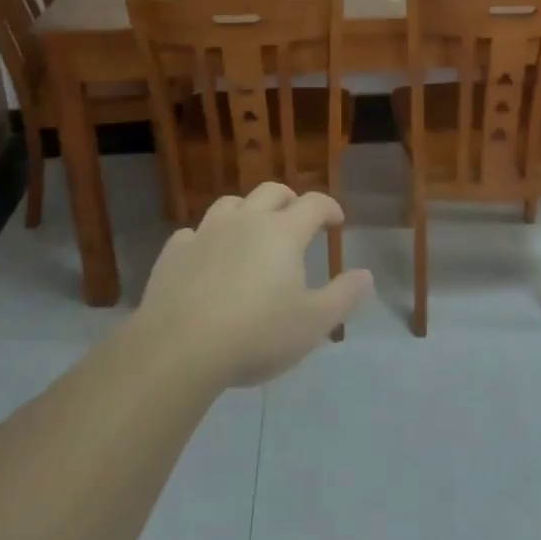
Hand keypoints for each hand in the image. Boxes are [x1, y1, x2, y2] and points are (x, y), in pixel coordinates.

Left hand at [136, 183, 374, 388]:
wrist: (180, 348)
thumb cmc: (256, 334)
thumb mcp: (313, 324)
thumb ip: (343, 296)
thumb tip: (366, 274)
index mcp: (283, 232)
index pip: (314, 203)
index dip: (329, 208)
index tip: (336, 222)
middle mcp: (246, 220)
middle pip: (271, 191)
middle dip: (289, 200)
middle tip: (296, 218)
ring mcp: (206, 232)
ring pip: (230, 204)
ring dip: (246, 211)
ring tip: (251, 232)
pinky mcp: (174, 252)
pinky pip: (193, 233)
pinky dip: (205, 240)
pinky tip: (206, 258)